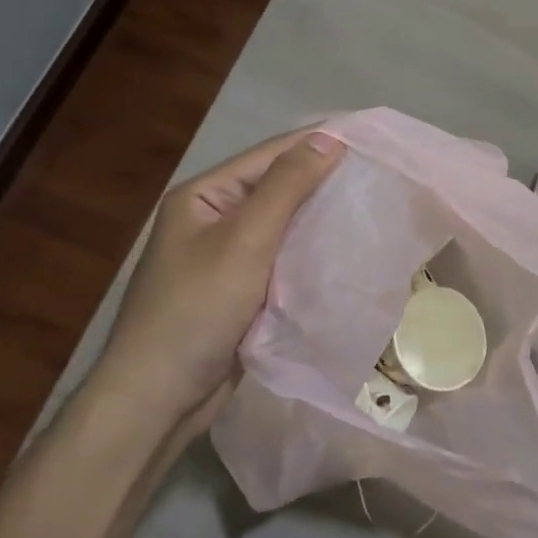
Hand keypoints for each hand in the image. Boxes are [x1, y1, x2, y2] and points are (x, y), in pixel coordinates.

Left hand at [95, 129, 344, 429]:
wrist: (158, 399)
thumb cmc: (196, 310)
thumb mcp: (244, 240)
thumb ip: (286, 187)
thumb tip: (327, 138)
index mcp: (204, 195)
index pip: (270, 155)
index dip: (318, 143)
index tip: (370, 138)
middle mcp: (214, 219)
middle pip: (278, 189)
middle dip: (324, 182)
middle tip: (380, 175)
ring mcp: (227, 257)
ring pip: (284, 227)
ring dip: (321, 219)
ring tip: (372, 207)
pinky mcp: (241, 291)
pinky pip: (283, 260)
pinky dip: (311, 254)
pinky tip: (346, 251)